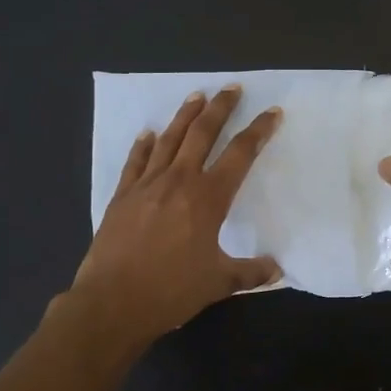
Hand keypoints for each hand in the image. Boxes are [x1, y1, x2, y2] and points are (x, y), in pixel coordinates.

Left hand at [70, 86, 282, 350]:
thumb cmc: (171, 291)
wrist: (112, 303)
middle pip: (203, 133)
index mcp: (208, 198)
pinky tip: (148, 134)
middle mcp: (179, 181)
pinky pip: (135, 162)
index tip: (271, 112)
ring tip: (196, 96)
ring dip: (184, 116)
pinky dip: (143, 146)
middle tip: (231, 88)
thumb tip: (277, 270)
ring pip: (169, 140)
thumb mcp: (219, 283)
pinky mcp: (122, 196)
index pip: (240, 154)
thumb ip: (250, 272)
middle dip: (220, 108)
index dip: (258, 131)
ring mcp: (147, 185)